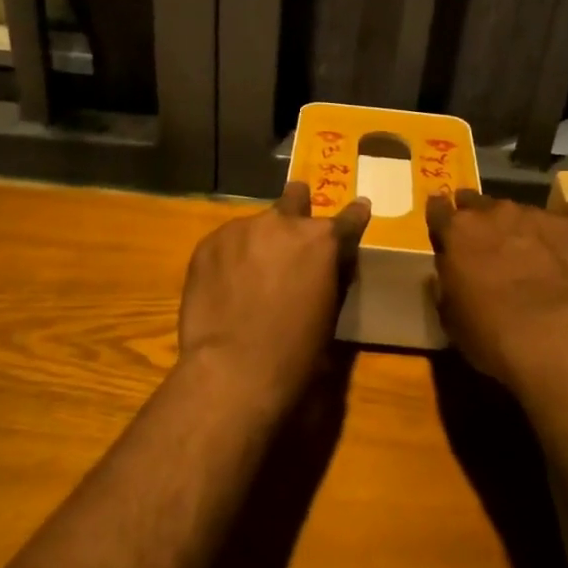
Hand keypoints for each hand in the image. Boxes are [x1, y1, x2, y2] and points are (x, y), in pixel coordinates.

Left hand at [177, 182, 371, 398]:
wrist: (232, 369)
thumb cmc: (295, 352)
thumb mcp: (329, 312)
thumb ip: (329, 275)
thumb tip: (327, 264)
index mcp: (322, 240)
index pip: (349, 218)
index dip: (355, 215)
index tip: (358, 208)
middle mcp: (283, 223)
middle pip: (295, 198)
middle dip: (298, 207)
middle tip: (293, 224)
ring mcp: (241, 229)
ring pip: (256, 225)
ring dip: (259, 241)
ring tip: (248, 274)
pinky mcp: (208, 243)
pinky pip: (226, 242)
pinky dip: (230, 257)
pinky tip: (225, 284)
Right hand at [427, 176, 567, 384]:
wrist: (552, 337)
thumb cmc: (490, 333)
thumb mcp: (450, 314)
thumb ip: (448, 281)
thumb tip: (452, 267)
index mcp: (457, 232)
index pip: (438, 210)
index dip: (439, 216)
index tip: (440, 223)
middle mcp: (494, 213)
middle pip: (477, 202)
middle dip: (475, 215)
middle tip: (481, 237)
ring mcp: (536, 216)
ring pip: (519, 208)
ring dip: (517, 222)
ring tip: (524, 243)